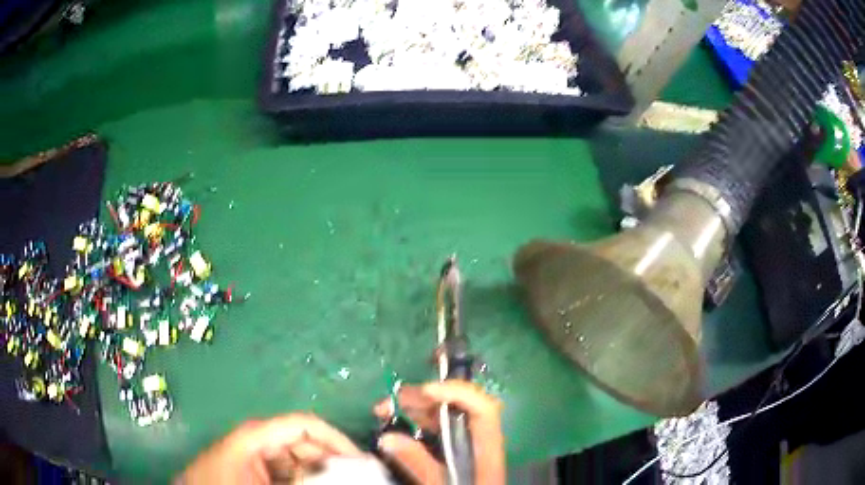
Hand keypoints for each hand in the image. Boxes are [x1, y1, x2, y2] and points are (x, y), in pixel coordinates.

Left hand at [177, 412, 362, 484]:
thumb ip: (302, 479)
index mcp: (257, 434)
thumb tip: (342, 474)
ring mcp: (255, 455)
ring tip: (341, 482)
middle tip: (357, 478)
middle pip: (305, 443)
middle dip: (332, 460)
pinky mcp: (254, 468)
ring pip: (298, 459)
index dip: (337, 440)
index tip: (362, 462)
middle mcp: (258, 439)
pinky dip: (304, 478)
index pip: (306, 425)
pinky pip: (287, 470)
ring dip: (320, 472)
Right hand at [374, 381, 505, 484]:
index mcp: (486, 449)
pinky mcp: (454, 453)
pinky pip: (437, 429)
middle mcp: (478, 441)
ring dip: (417, 407)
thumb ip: (419, 466)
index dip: (457, 393)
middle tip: (394, 399)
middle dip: (426, 397)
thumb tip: (388, 438)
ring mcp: (466, 446)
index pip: (483, 409)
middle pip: (461, 407)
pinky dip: (417, 421)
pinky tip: (398, 422)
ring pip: (445, 416)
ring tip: (387, 407)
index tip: (425, 391)